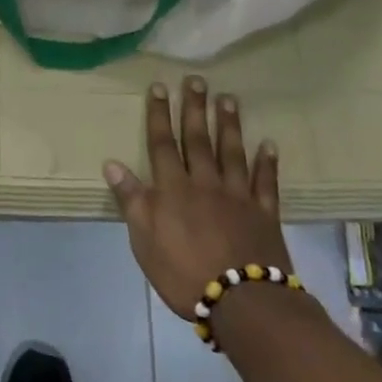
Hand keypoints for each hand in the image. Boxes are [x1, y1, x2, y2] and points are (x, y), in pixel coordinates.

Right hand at [104, 79, 293, 321]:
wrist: (242, 301)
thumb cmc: (183, 272)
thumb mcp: (144, 240)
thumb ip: (132, 200)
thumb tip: (112, 164)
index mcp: (173, 189)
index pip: (162, 144)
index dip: (159, 115)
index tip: (160, 87)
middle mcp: (205, 183)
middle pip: (198, 139)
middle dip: (195, 108)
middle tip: (197, 80)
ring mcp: (238, 196)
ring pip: (232, 152)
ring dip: (229, 125)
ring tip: (228, 99)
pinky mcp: (264, 213)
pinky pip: (266, 182)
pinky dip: (267, 162)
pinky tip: (269, 144)